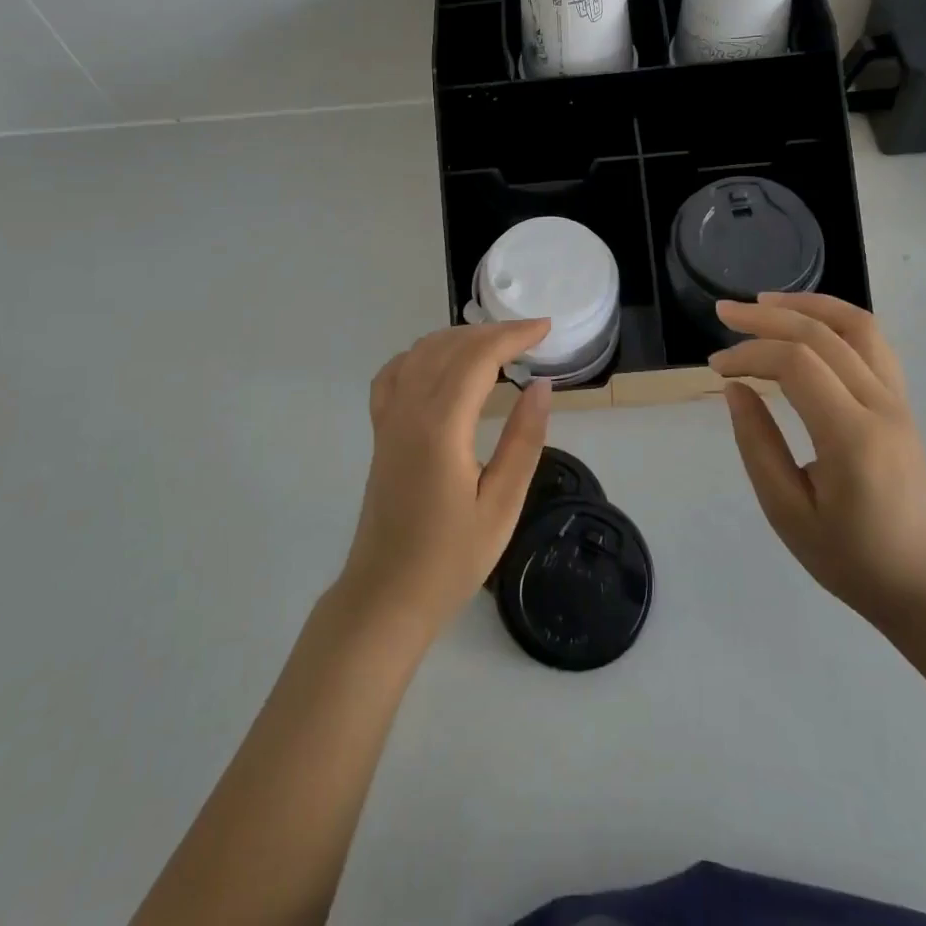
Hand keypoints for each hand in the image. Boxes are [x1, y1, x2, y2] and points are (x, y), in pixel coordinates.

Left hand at [337, 319, 554, 639]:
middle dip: (492, 332)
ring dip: (460, 338)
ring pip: (421, 352)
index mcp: (440, 426)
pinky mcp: (381, 431)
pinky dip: (423, 354)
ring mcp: (388, 418)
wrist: (386, 596)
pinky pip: (395, 373)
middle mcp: (408, 410)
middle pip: (449, 346)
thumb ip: (523, 441)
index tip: (545, 328)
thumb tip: (541, 386)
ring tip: (498, 345)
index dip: (513, 336)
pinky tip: (442, 363)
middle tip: (531, 336)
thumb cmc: (450, 559)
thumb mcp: (501, 505)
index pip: (477, 358)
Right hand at [710, 293, 925, 626]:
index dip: (750, 354)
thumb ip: (758, 446)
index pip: (797, 365)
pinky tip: (807, 322)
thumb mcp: (788, 513)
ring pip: (857, 325)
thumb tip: (736, 390)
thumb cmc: (852, 558)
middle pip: (823, 334)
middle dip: (766, 317)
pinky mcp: (901, 402)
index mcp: (852, 438)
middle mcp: (881, 406)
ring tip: (765, 302)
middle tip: (723, 313)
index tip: (716, 368)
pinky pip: (872, 342)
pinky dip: (835, 319)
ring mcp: (898, 400)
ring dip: (807, 304)